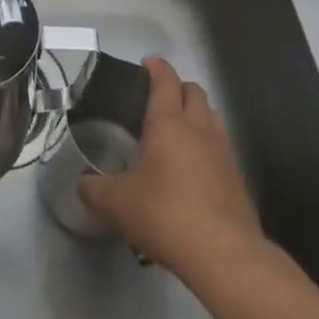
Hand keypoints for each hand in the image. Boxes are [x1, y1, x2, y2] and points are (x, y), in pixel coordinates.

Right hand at [77, 58, 262, 276]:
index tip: (146, 64)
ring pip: (212, 116)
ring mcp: (223, 152)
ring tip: (179, 130)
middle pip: (194, 91)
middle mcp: (199, 129)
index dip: (156, 67)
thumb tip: (82, 184)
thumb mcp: (119, 204)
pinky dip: (209, 145)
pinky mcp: (237, 178)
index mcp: (168, 123)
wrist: (223, 253)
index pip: (165, 80)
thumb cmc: (166, 214)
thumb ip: (96, 190)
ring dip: (197, 113)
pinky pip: (222, 147)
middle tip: (159, 99)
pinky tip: (196, 168)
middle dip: (178, 87)